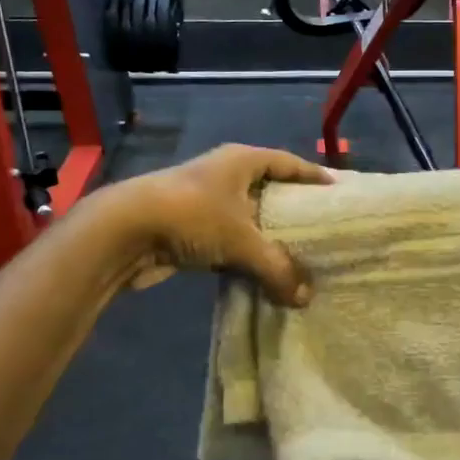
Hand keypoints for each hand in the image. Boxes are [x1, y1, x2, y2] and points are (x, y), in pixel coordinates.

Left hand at [102, 145, 330, 303]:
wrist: (123, 231)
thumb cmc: (191, 216)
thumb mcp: (242, 241)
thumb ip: (277, 269)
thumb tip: (304, 298)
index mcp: (241, 161)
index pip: (288, 163)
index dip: (312, 176)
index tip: (337, 191)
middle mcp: (224, 175)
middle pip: (268, 190)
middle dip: (291, 210)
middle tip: (321, 230)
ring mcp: (203, 201)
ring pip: (246, 219)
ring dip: (266, 238)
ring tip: (297, 256)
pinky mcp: (187, 228)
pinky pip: (227, 241)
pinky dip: (243, 255)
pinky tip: (260, 274)